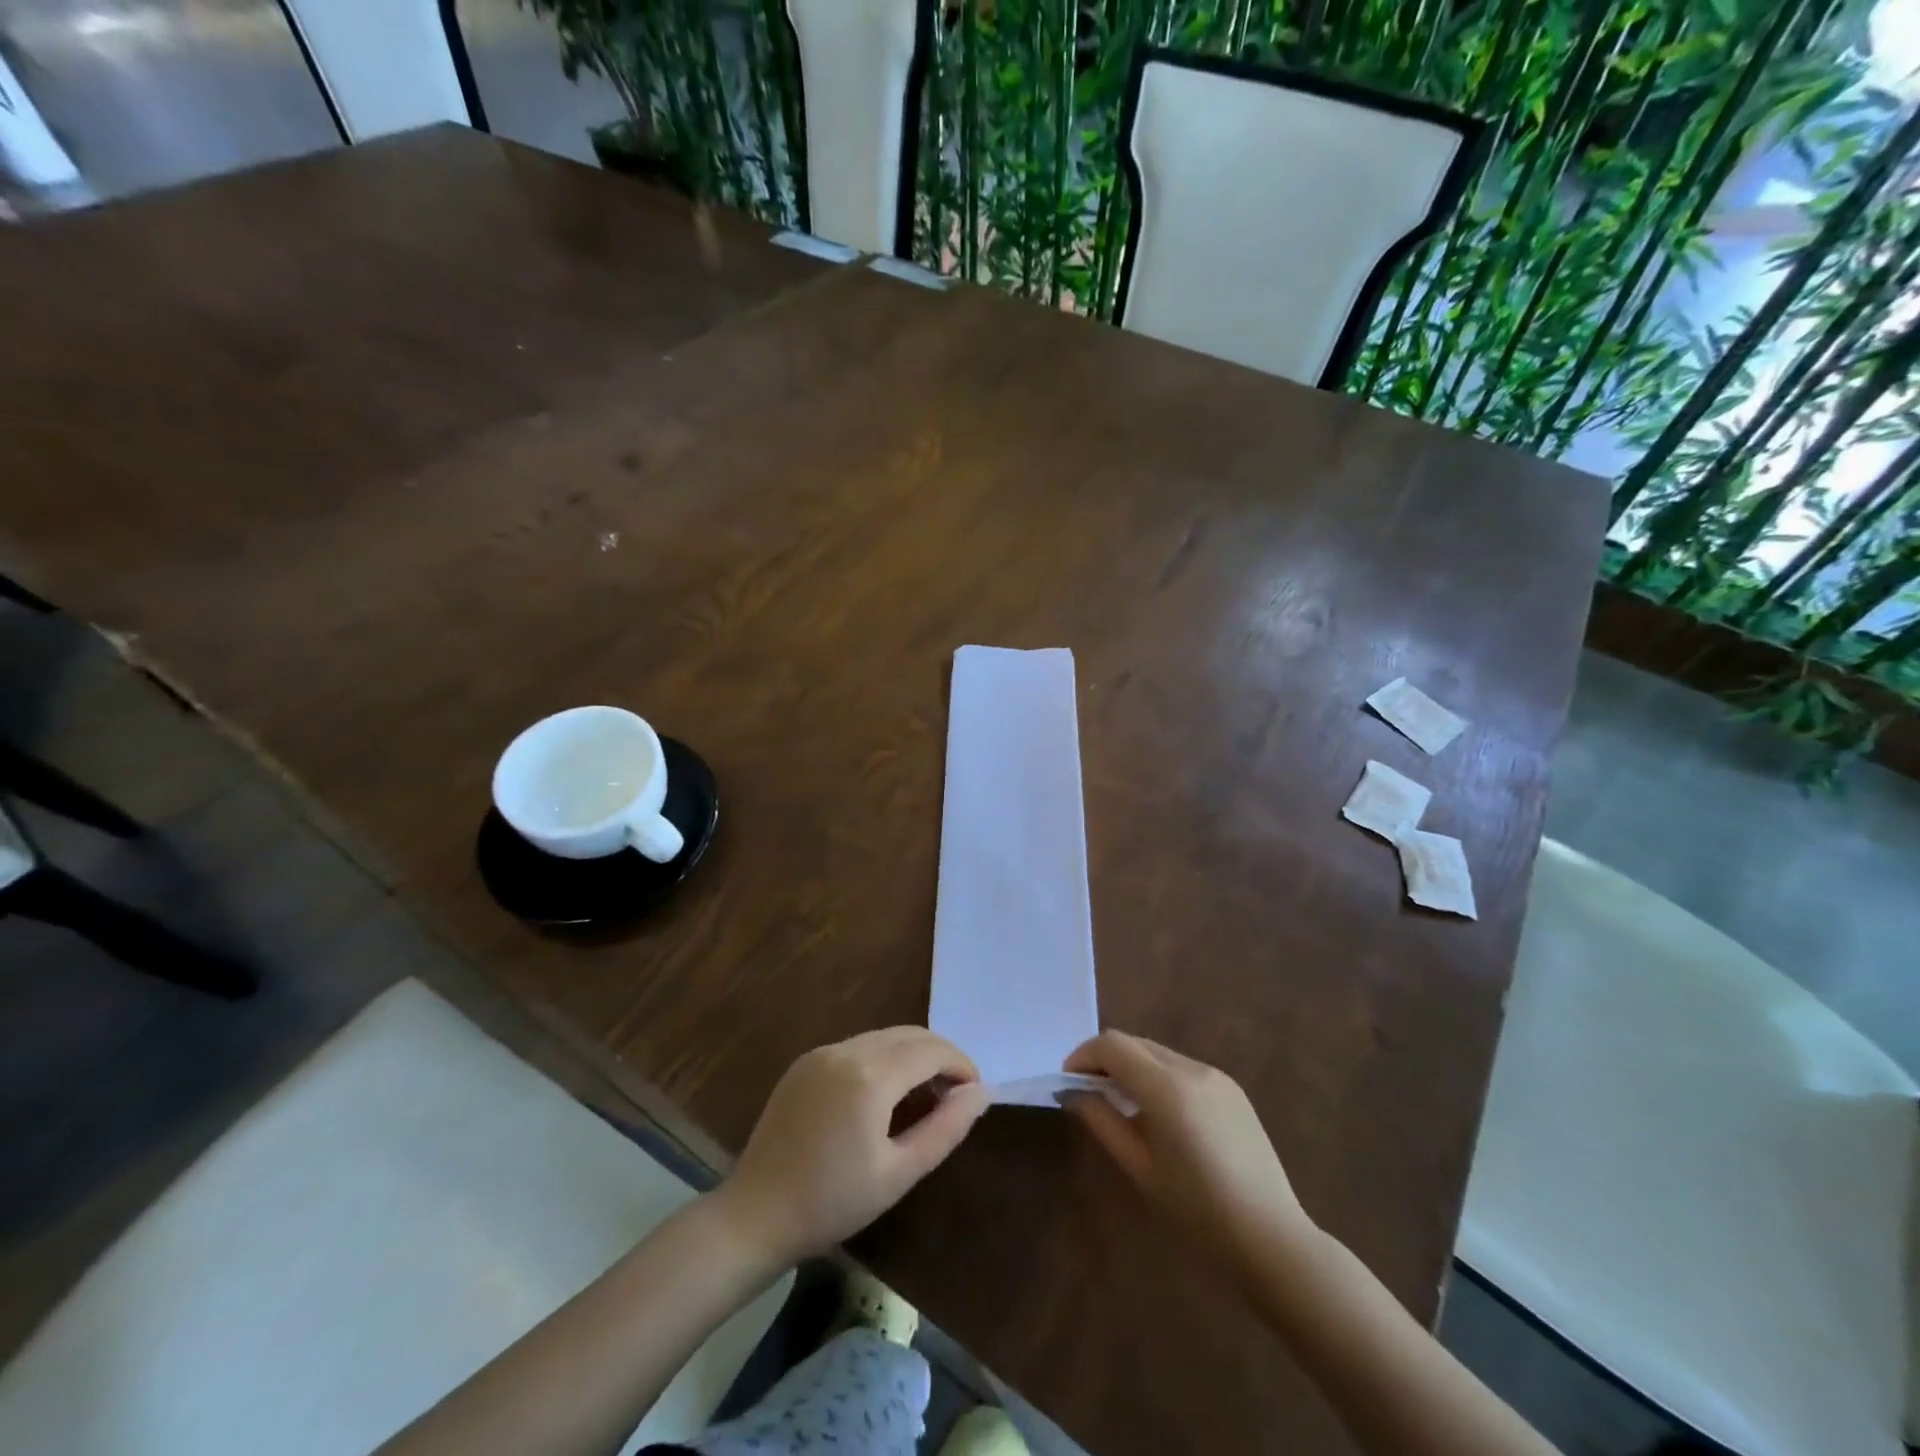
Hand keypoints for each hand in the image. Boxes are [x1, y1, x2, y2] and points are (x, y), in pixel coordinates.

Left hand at [712, 1027, 988, 1266]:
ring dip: (912, 1054)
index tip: (975, 1091)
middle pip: (908, 1034)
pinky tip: (886, 1093)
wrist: (756, 1215)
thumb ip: (945, 1128)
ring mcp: (821, 1053)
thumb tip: (980, 1093)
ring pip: (883, 1037)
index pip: (931, 1050)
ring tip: (926, 1093)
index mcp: (870, 1076)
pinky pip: (857, 1047)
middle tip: (957, 1091)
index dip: (960, 1064)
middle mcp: (846, 1050)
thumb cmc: (833, 1202)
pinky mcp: (805, 1063)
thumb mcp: (899, 1173)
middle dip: (940, 1054)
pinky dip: (883, 1058)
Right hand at [1063, 1030, 1314, 1274]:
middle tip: (1088, 1093)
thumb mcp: (1139, 1168)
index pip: (1112, 1045)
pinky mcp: (1232, 1089)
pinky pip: (1183, 1069)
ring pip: (1158, 1053)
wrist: (1271, 1238)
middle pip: (1135, 1043)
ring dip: (1132, 1067)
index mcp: (1167, 1087)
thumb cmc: (1197, 1211)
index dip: (1084, 1055)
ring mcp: (1216, 1076)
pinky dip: (1159, 1077)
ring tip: (1121, 1105)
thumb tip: (1073, 1092)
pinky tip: (1160, 1116)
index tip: (1069, 1082)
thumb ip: (1102, 1121)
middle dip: (1105, 1060)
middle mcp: (1192, 1068)